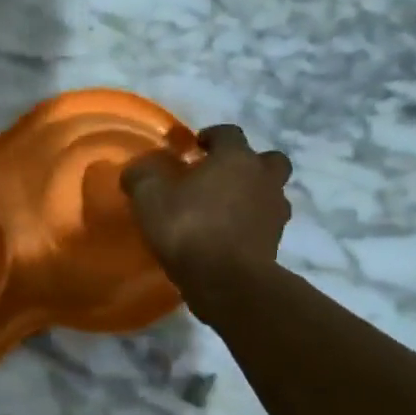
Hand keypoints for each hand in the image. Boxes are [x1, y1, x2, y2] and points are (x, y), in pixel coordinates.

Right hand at [121, 125, 292, 314]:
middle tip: (220, 176)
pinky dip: (251, 224)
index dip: (210, 136)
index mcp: (236, 158)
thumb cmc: (188, 227)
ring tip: (224, 209)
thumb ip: (142, 174)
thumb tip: (140, 167)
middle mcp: (263, 178)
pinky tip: (227, 235)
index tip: (193, 148)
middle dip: (247, 163)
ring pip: (271, 192)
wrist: (226, 281)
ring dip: (253, 194)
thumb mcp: (149, 196)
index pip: (228, 133)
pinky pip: (265, 223)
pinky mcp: (276, 242)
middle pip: (267, 159)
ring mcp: (274, 212)